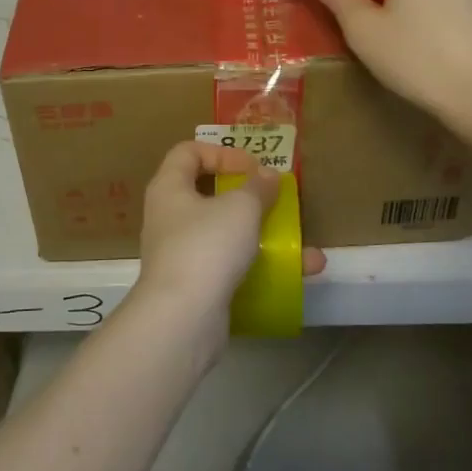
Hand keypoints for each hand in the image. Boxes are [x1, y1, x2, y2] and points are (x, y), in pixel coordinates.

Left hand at [134, 142, 325, 338]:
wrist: (182, 318)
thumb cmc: (207, 246)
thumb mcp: (241, 207)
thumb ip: (257, 187)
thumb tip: (267, 175)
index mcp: (169, 188)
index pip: (188, 152)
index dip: (222, 152)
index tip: (253, 167)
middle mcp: (169, 218)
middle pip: (208, 194)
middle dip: (248, 197)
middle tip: (275, 200)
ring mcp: (181, 255)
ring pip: (226, 235)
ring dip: (265, 236)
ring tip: (302, 245)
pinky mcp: (196, 286)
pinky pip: (232, 267)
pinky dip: (263, 268)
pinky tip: (299, 274)